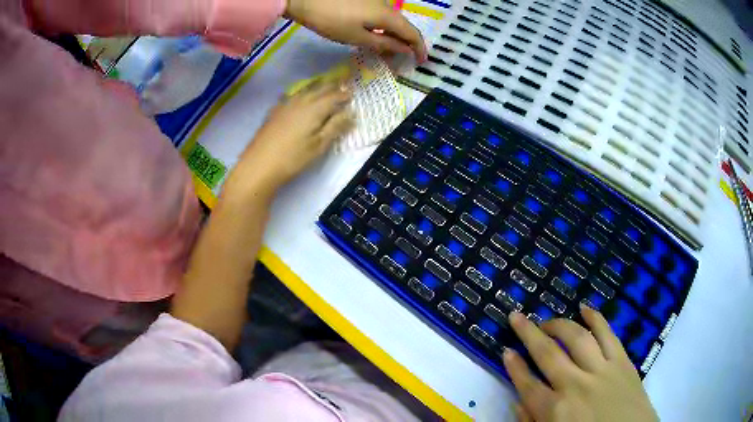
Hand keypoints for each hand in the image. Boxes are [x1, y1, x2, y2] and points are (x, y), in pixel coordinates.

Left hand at [225, 77, 353, 198]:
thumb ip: (336, 127)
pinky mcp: (275, 110)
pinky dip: (303, 93)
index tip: (353, 96)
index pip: (334, 96)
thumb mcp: (319, 145)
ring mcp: (286, 104)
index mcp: (315, 108)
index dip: (345, 95)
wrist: (259, 164)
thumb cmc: (293, 158)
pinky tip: (301, 98)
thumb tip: (351, 113)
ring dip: (318, 88)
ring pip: (306, 90)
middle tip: (342, 87)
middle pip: (320, 89)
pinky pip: (293, 95)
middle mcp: (301, 100)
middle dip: (333, 87)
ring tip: (325, 89)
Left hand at [285, 0, 426, 62]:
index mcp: (388, 16)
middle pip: (404, 26)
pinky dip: (383, 29)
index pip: (413, 34)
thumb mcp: (357, 37)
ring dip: (393, 37)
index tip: (421, 62)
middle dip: (406, 44)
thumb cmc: (332, 20)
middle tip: (401, 60)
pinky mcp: (366, 0)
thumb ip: (384, 43)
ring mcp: (376, 1)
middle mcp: (388, 6)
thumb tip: (404, 49)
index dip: (420, 49)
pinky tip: (375, 37)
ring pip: (393, 21)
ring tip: (386, 52)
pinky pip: (382, 16)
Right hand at [503, 304, 658, 421]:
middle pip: (548, 354)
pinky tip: (585, 308)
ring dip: (559, 324)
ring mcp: (603, 370)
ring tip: (548, 320)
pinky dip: (595, 318)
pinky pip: (608, 334)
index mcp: (556, 411)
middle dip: (528, 333)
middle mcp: (576, 386)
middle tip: (516, 317)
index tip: (505, 351)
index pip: (528, 384)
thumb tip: (518, 403)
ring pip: (577, 338)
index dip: (514, 367)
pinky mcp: (623, 361)